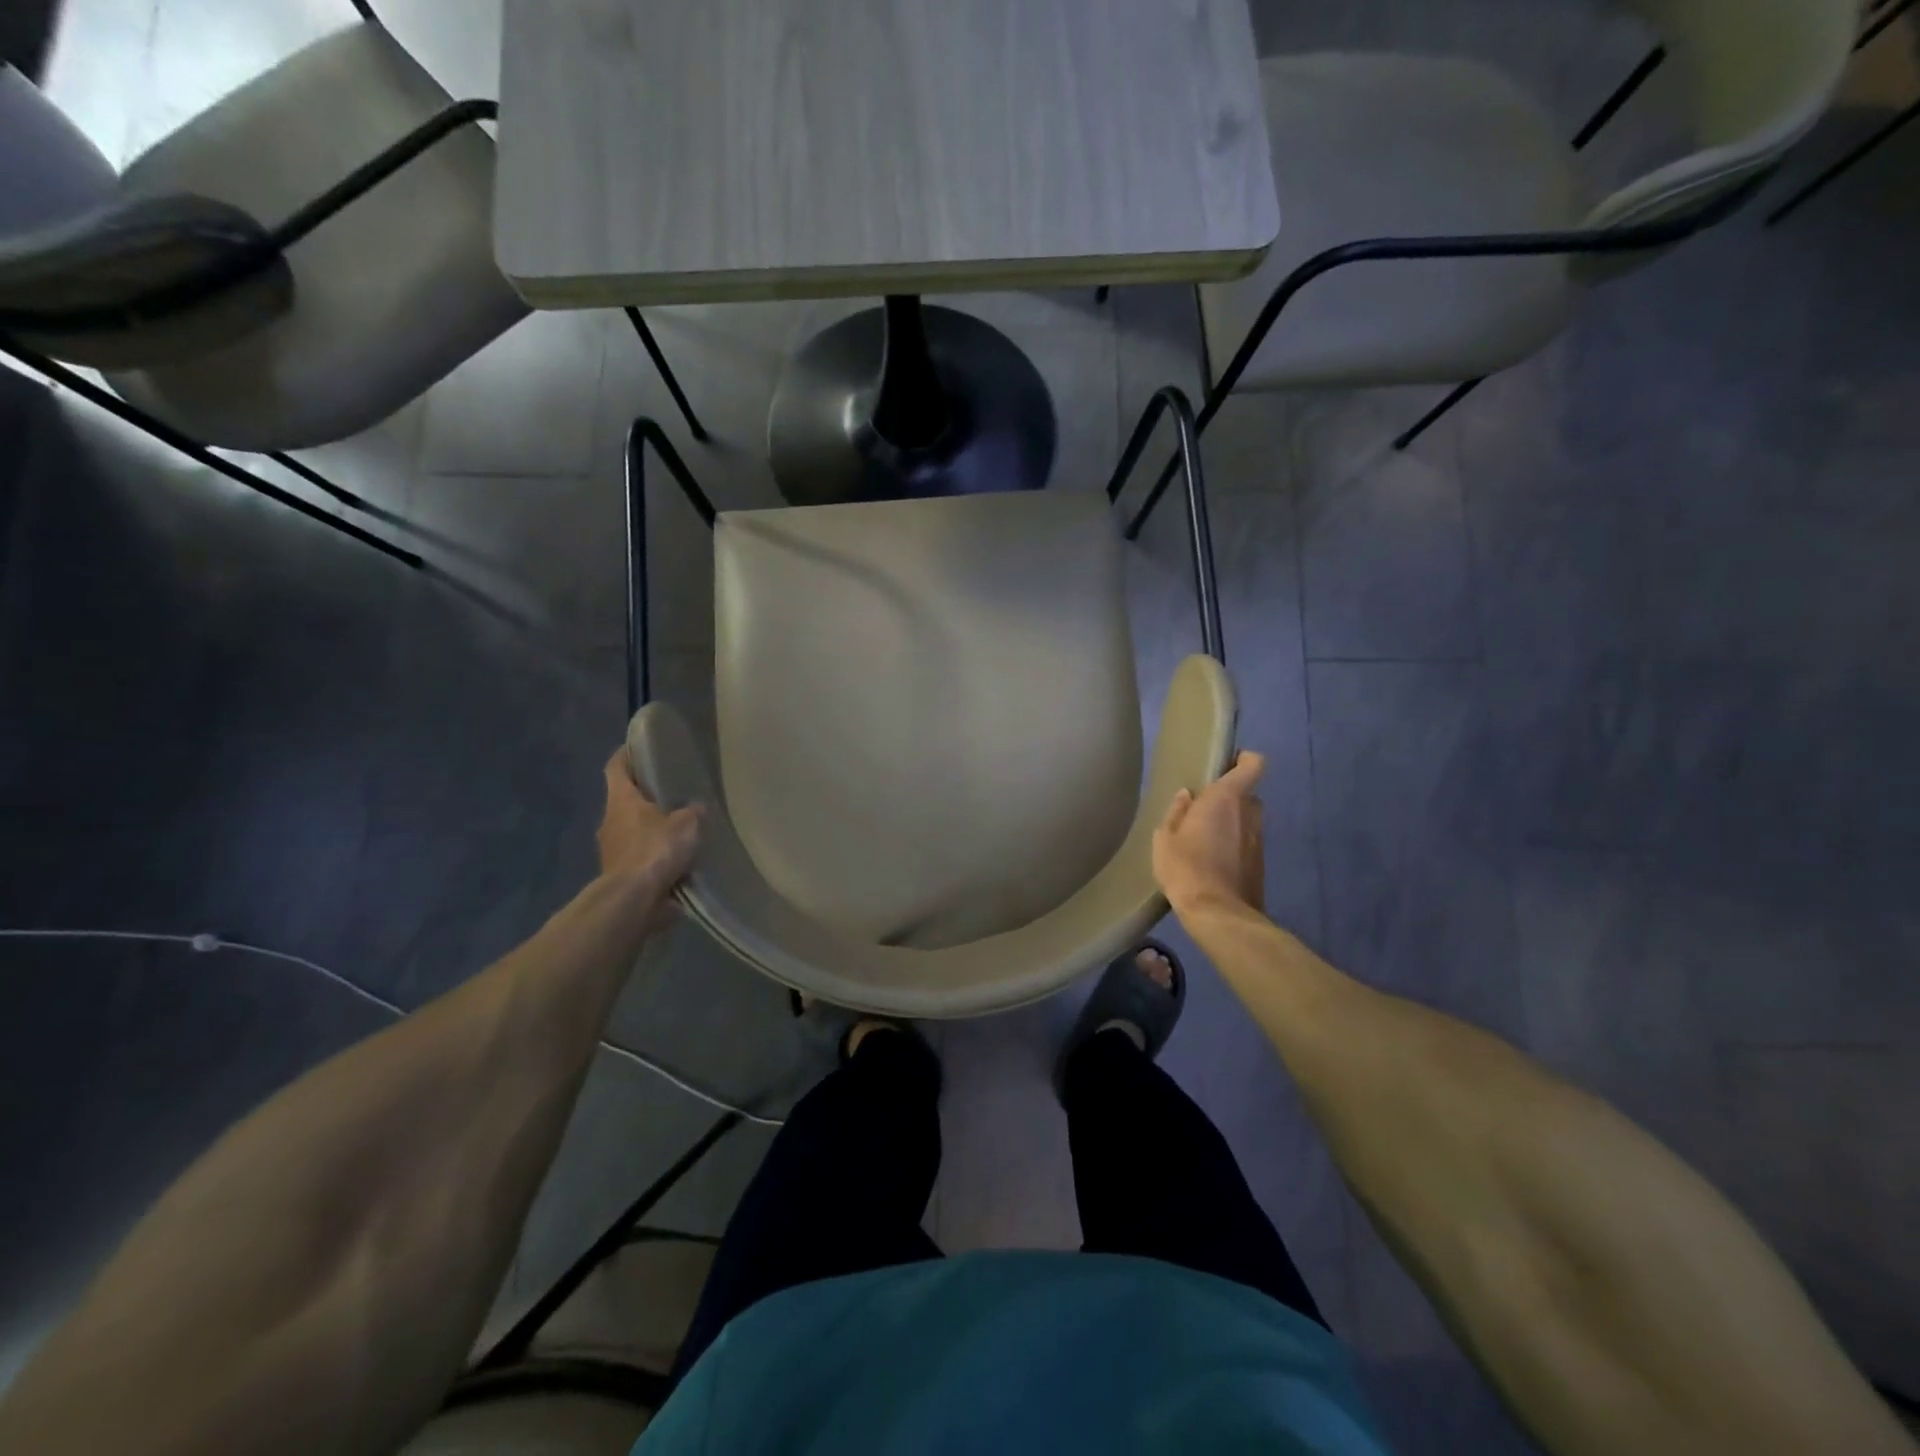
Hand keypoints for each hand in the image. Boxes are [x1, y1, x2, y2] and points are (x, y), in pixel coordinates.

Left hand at [598, 750, 702, 902]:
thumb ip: (691, 812)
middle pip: (623, 801)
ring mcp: (611, 850)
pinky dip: (652, 856)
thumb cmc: (655, 849)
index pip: (616, 768)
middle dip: (643, 797)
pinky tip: (674, 860)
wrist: (633, 899)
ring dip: (649, 829)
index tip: (636, 747)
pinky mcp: (618, 875)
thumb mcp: (686, 824)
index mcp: (621, 800)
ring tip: (677, 829)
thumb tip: (695, 808)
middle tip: (670, 792)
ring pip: (631, 830)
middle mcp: (610, 821)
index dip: (625, 756)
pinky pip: (637, 857)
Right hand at [1153, 751, 1265, 917]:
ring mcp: (1259, 839)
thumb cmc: (1186, 867)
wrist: (1217, 914)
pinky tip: (1213, 862)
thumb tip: (1186, 796)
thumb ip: (1177, 812)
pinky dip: (1235, 846)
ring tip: (1206, 839)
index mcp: (1226, 798)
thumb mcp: (1165, 838)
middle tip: (1204, 810)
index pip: (1253, 764)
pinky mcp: (1261, 863)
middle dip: (1229, 798)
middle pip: (1246, 794)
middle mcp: (1249, 813)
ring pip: (1247, 820)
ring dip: (1232, 824)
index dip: (1244, 759)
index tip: (1225, 765)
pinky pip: (1247, 843)